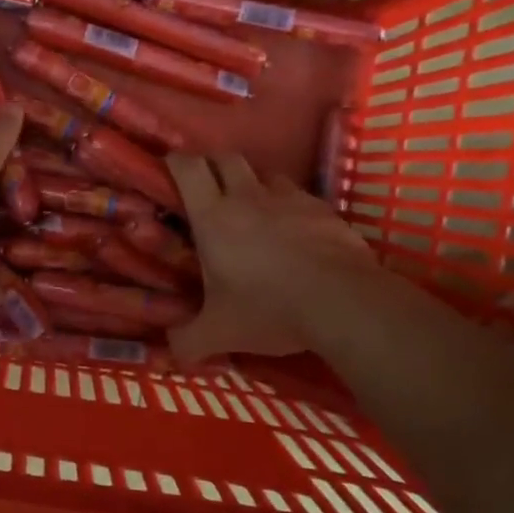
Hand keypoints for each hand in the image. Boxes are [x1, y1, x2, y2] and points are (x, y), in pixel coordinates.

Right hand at [166, 153, 379, 362]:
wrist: (344, 303)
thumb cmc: (268, 309)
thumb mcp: (219, 333)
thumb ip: (188, 342)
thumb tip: (172, 355)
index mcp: (213, 216)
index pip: (188, 167)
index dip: (176, 162)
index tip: (169, 169)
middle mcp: (248, 197)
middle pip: (226, 158)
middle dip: (213, 165)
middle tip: (207, 188)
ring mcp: (290, 199)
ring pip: (266, 174)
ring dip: (253, 184)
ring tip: (253, 210)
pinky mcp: (324, 210)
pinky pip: (300, 198)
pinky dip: (289, 207)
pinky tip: (293, 232)